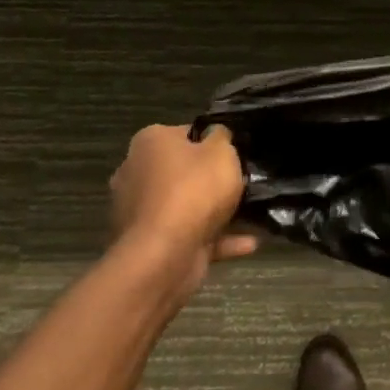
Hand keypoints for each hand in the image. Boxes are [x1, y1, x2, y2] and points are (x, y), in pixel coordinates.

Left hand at [109, 124, 255, 296]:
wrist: (164, 256)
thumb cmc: (193, 190)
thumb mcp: (221, 151)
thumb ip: (222, 137)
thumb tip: (216, 135)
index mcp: (149, 143)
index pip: (185, 134)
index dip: (212, 141)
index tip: (234, 153)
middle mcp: (137, 173)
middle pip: (183, 171)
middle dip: (211, 179)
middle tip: (243, 182)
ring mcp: (140, 212)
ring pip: (186, 206)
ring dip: (216, 212)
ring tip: (252, 215)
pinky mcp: (149, 244)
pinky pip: (189, 235)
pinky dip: (216, 239)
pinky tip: (248, 243)